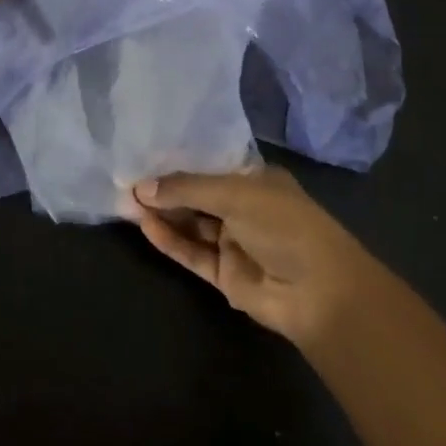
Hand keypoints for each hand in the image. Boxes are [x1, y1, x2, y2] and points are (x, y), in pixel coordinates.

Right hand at [127, 166, 379, 348]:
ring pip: (191, 225)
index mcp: (256, 180)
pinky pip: (192, 253)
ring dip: (163, 214)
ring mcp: (235, 242)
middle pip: (197, 195)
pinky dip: (170, 241)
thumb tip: (141, 188)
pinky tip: (145, 227)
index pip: (210, 165)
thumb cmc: (284, 225)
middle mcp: (244, 207)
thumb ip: (186, 189)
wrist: (319, 292)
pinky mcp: (225, 274)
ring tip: (126, 202)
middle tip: (125, 180)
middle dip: (165, 189)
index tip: (144, 154)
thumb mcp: (235, 194)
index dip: (178, 160)